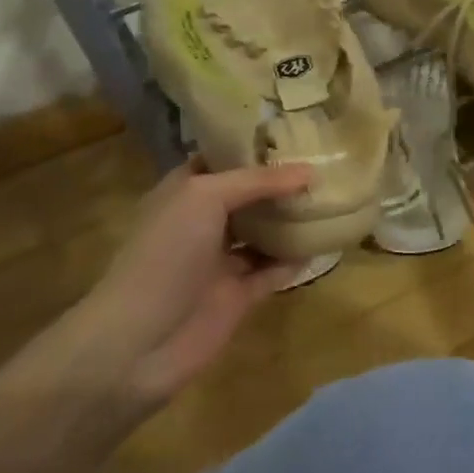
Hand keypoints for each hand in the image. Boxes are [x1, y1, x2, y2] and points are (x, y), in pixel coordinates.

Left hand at [0, 160, 310, 430]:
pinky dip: (297, 259)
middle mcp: (202, 223)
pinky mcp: (239, 296)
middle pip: (247, 196)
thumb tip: (309, 171)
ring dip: (292, 220)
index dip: (251, 145)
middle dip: (280, 182)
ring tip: (333, 198)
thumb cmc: (165, 255)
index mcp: (183, 193)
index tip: (292, 131)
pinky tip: (326, 243)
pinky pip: (274, 270)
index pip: (219, 159)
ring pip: (263, 233)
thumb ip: (256, 182)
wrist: (141, 340)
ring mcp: (221, 262)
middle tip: (325, 162)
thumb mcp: (204, 198)